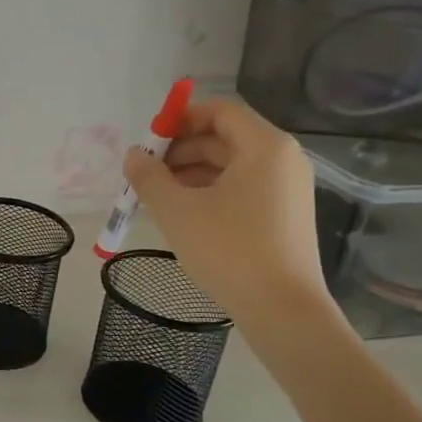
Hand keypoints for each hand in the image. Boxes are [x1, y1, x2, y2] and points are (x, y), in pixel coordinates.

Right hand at [122, 97, 335, 337]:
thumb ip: (149, 177)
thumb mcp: (177, 210)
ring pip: (232, 166)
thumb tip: (134, 155)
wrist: (282, 309)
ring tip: (159, 197)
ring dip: (192, 173)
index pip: (219, 111)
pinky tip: (185, 215)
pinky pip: (244, 188)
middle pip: (225, 138)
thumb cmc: (229, 250)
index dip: (180, 120)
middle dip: (182, 150)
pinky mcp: (286, 215)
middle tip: (147, 173)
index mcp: (265, 146)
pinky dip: (212, 192)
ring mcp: (288, 188)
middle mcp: (283, 159)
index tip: (149, 142)